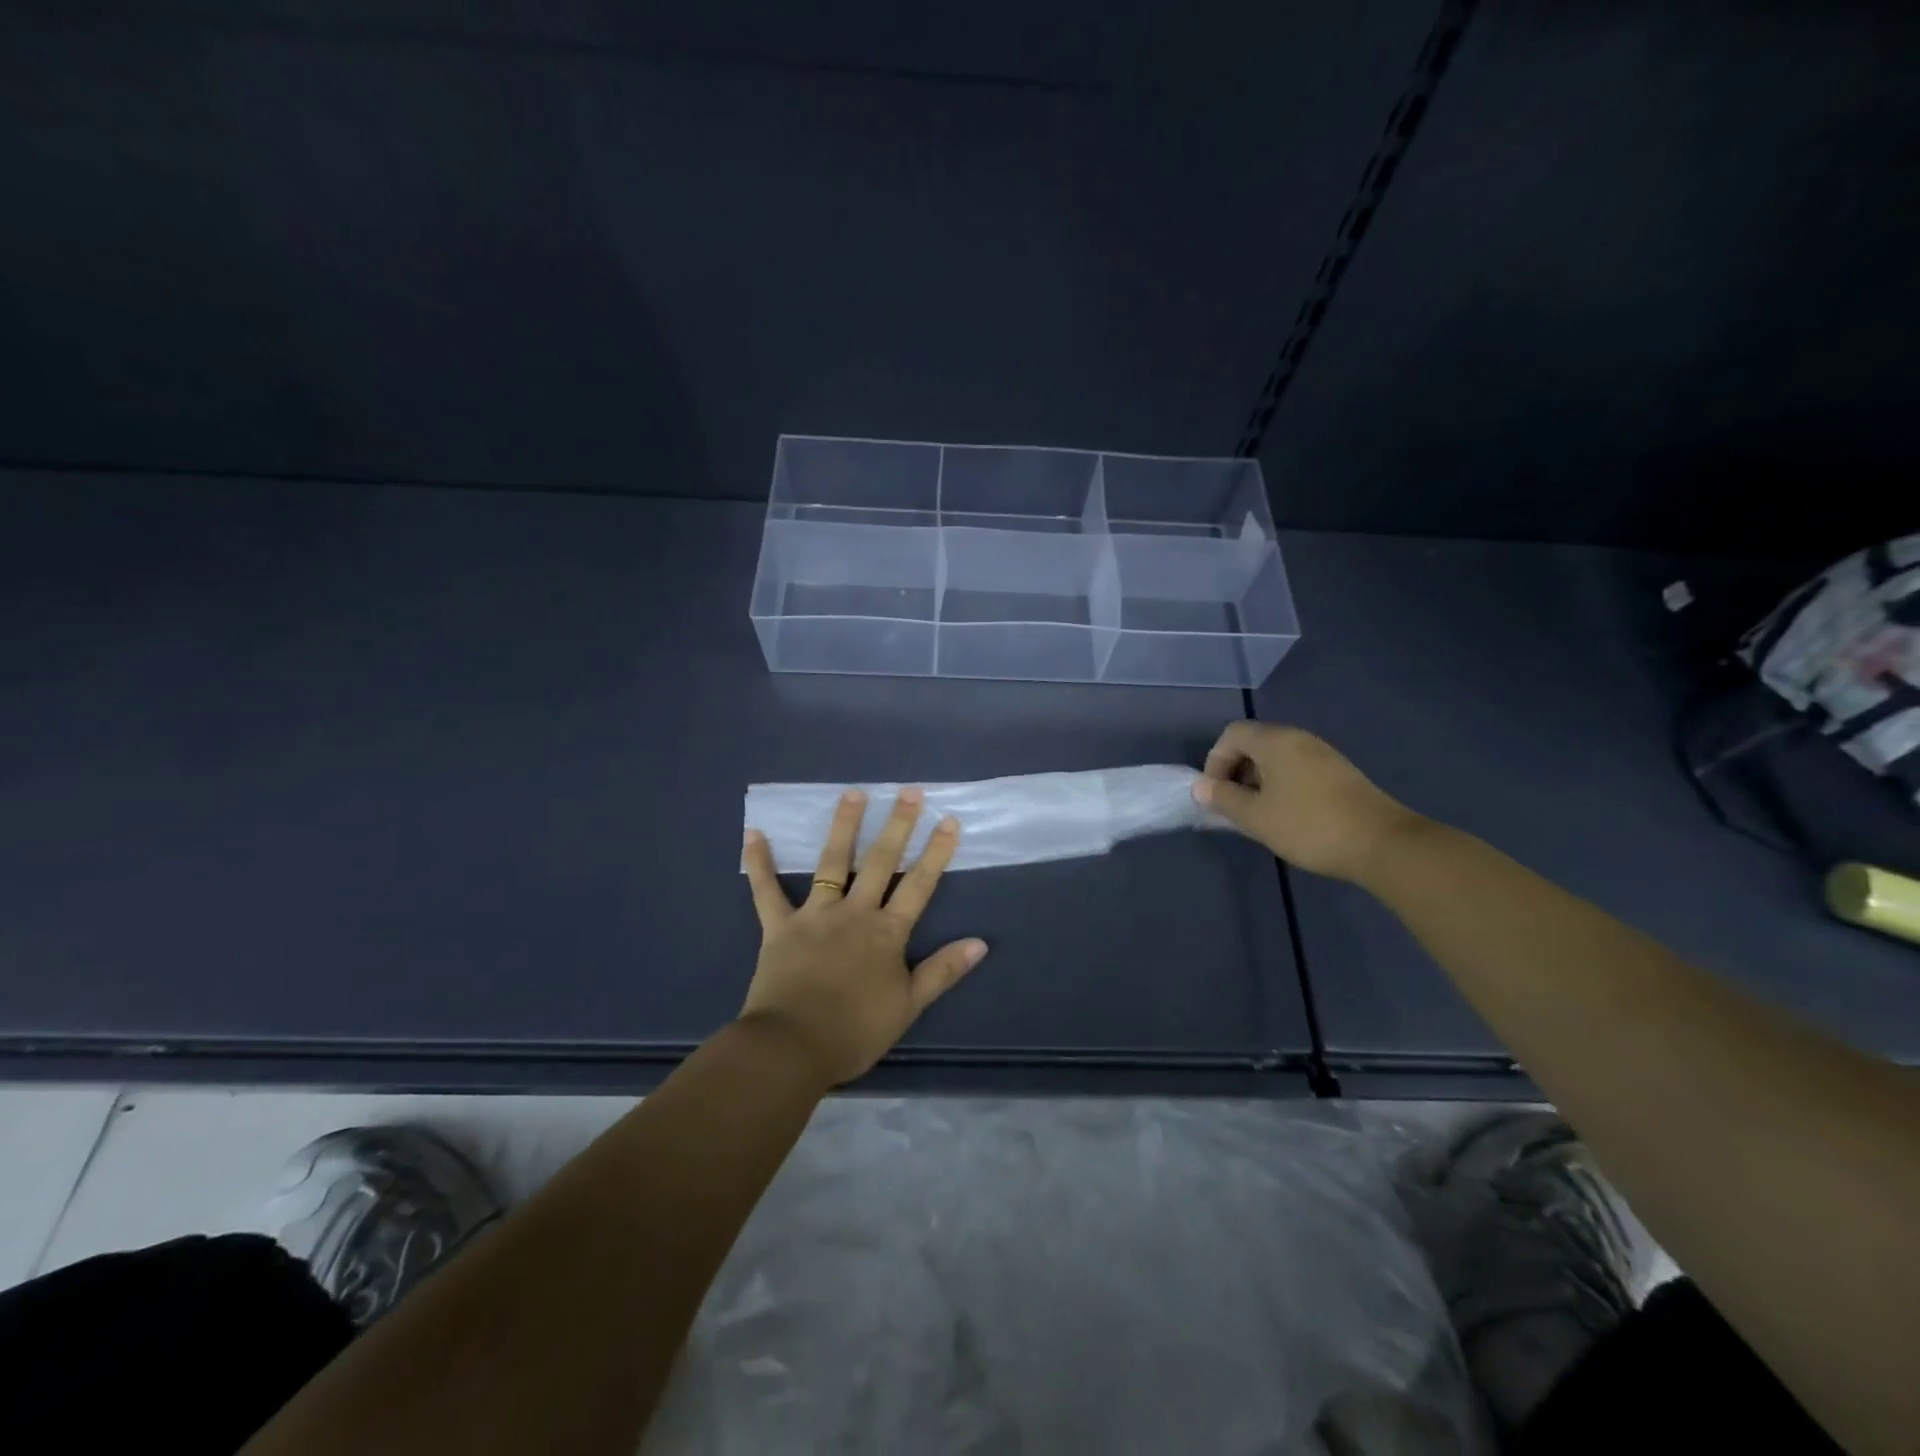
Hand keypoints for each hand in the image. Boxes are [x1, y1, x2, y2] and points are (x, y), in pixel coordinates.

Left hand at [740, 788, 987, 1085]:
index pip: (918, 886)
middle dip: (897, 826)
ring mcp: (815, 915)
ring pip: (832, 863)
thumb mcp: (908, 1006)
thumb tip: (979, 943)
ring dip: (843, 826)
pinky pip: (767, 890)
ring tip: (853, 793)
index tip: (948, 821)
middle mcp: (854, 913)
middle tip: (909, 792)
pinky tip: (754, 833)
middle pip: (880, 863)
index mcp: (887, 933)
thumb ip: (942, 971)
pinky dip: (759, 862)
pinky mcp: (779, 926)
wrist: (793, 1047)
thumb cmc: (854, 1032)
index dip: (935, 853)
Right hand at [1193, 723, 1422, 881]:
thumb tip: (1199, 787)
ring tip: (1259, 816)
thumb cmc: (1309, 826)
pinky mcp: (1339, 773)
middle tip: (1235, 807)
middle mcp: (1299, 739)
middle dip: (1235, 773)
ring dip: (1258, 782)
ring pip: (1276, 759)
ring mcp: (1322, 754)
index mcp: (1275, 741)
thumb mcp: (1256, 817)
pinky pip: (1297, 769)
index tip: (1217, 795)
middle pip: (1253, 744)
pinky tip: (1287, 817)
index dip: (1215, 761)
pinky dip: (1281, 786)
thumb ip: (1223, 798)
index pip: (1231, 735)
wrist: (1382, 844)